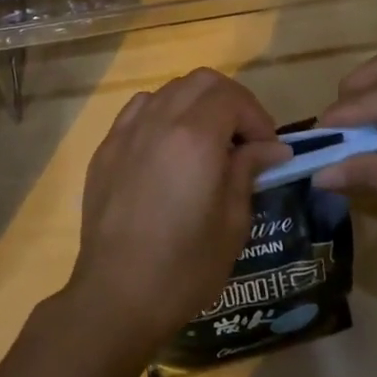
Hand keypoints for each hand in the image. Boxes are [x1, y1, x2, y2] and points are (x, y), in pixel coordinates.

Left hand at [67, 69, 289, 356]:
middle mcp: (159, 120)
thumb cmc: (184, 266)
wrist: (117, 295)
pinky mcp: (106, 148)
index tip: (268, 150)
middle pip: (202, 81)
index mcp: (195, 137)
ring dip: (196, 104)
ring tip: (208, 141)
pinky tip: (169, 147)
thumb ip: (248, 171)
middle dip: (231, 101)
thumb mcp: (232, 222)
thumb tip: (270, 148)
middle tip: (244, 139)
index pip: (233, 97)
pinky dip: (163, 113)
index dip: (258, 118)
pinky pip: (139, 109)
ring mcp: (127, 131)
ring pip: (169, 90)